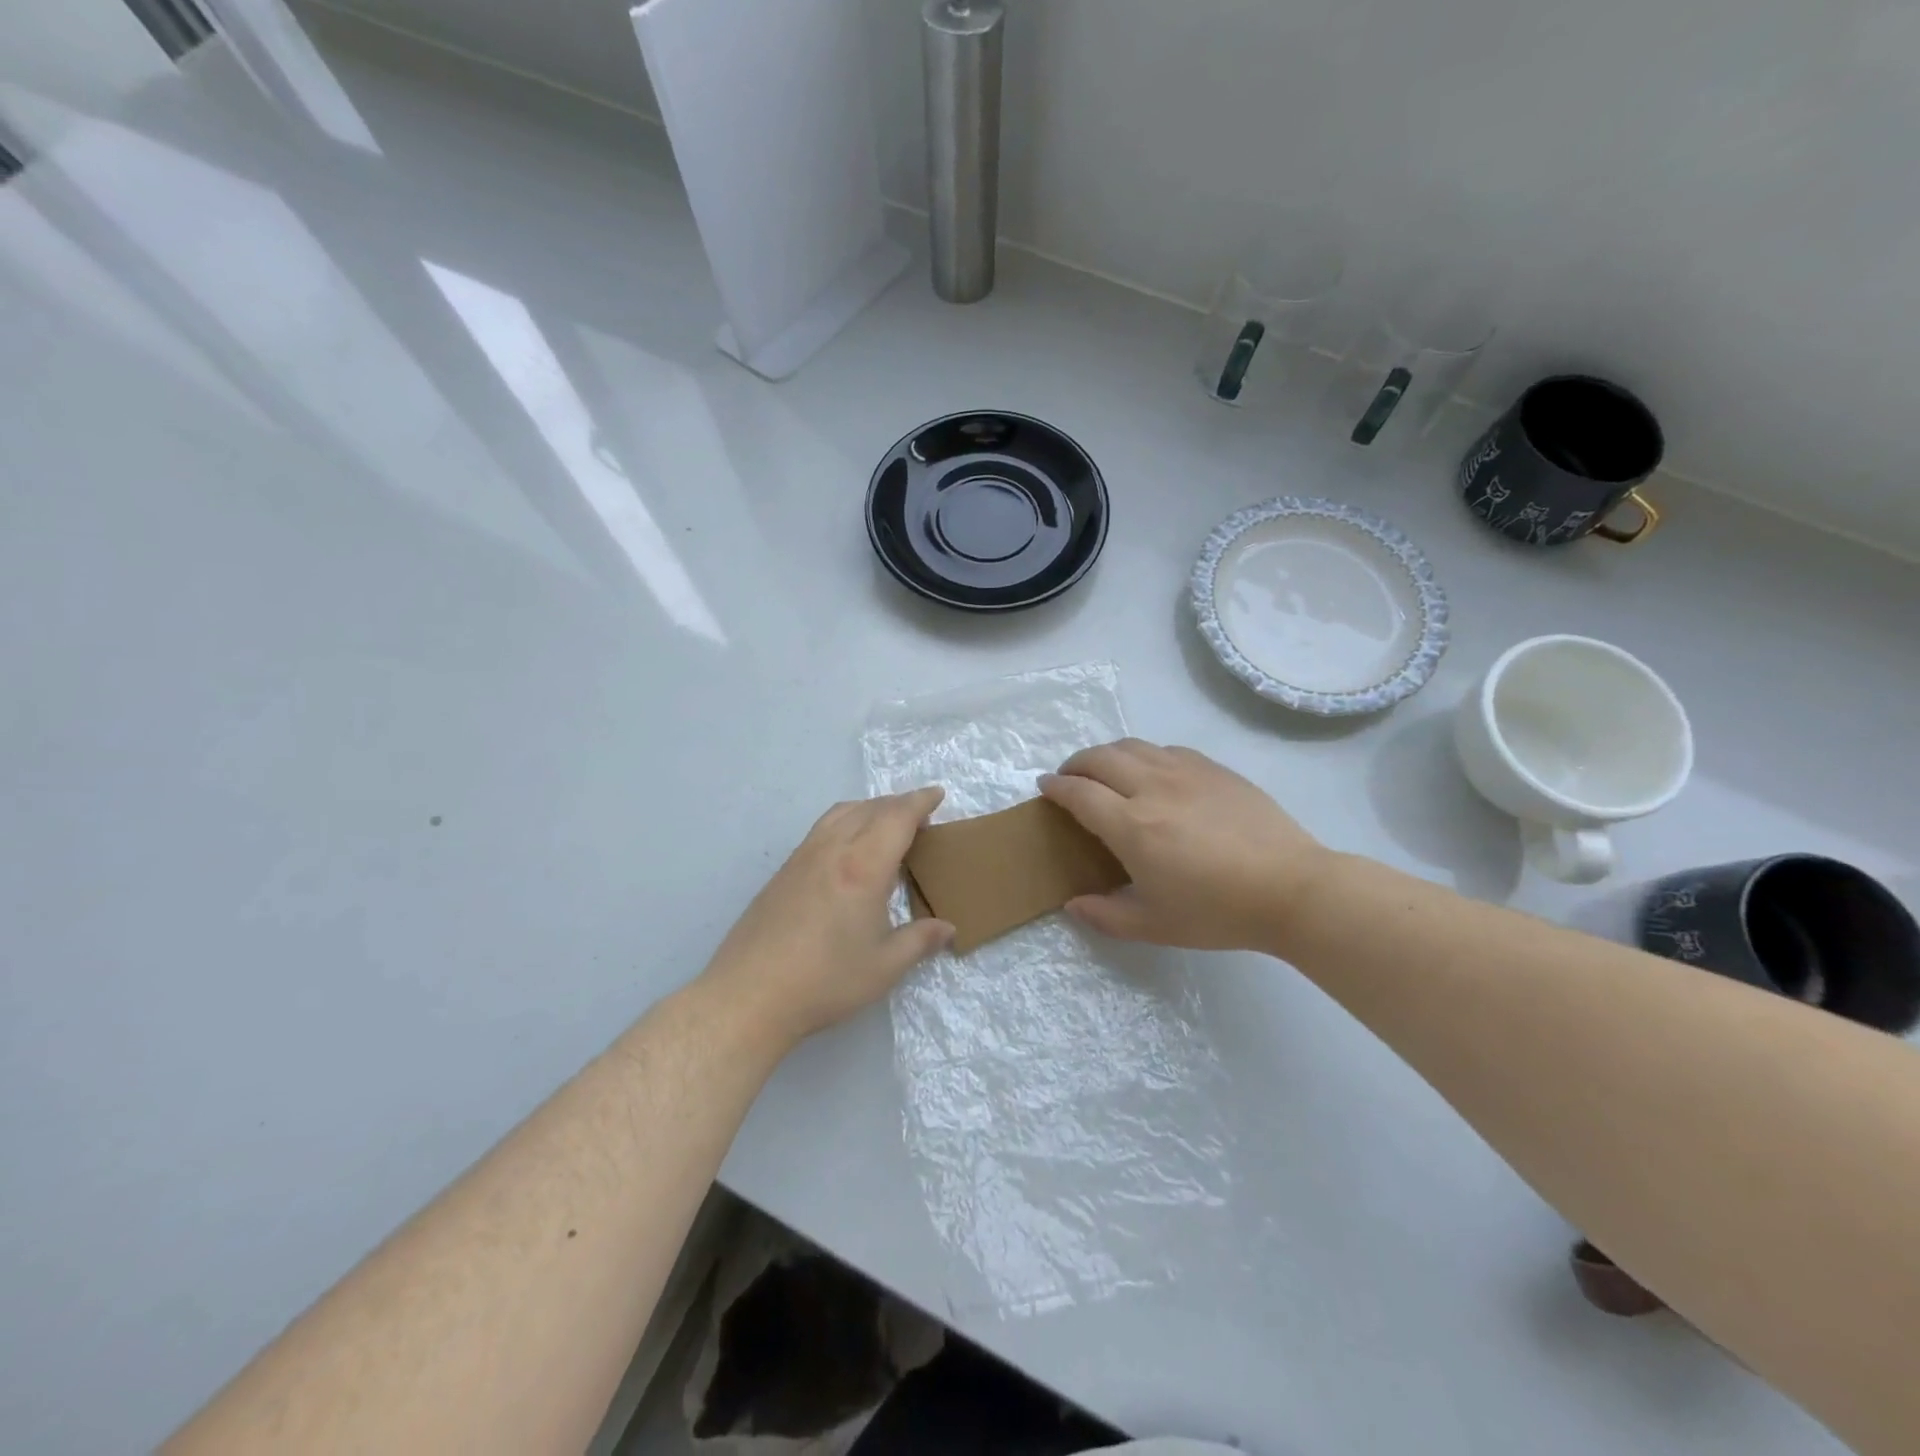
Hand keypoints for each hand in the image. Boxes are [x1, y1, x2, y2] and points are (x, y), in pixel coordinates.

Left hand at [698, 788, 953, 1048]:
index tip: (937, 795)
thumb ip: (920, 941)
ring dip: (869, 809)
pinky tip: (849, 851)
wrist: (750, 995)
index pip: (897, 817)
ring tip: (885, 826)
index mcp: (863, 866)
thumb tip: (948, 929)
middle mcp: (832, 850)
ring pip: (841, 813)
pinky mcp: (784, 871)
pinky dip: (846, 822)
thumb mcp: (884, 967)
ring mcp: (803, 857)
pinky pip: (822, 828)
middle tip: (920, 817)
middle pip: (870, 808)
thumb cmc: (825, 981)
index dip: (920, 802)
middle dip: (898, 804)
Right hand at [1039, 740, 1327, 951]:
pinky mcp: (1214, 769)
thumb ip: (1106, 915)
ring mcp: (1185, 773)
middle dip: (1075, 764)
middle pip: (1100, 759)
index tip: (1044, 786)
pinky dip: (1144, 755)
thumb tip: (1073, 904)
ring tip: (1104, 771)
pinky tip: (1151, 772)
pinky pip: (1166, 750)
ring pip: (1133, 746)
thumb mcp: (1154, 925)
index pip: (1079, 793)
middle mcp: (1152, 788)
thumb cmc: (1218, 911)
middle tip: (1069, 778)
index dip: (1056, 787)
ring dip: (1107, 754)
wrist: (1291, 888)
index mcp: (1132, 827)